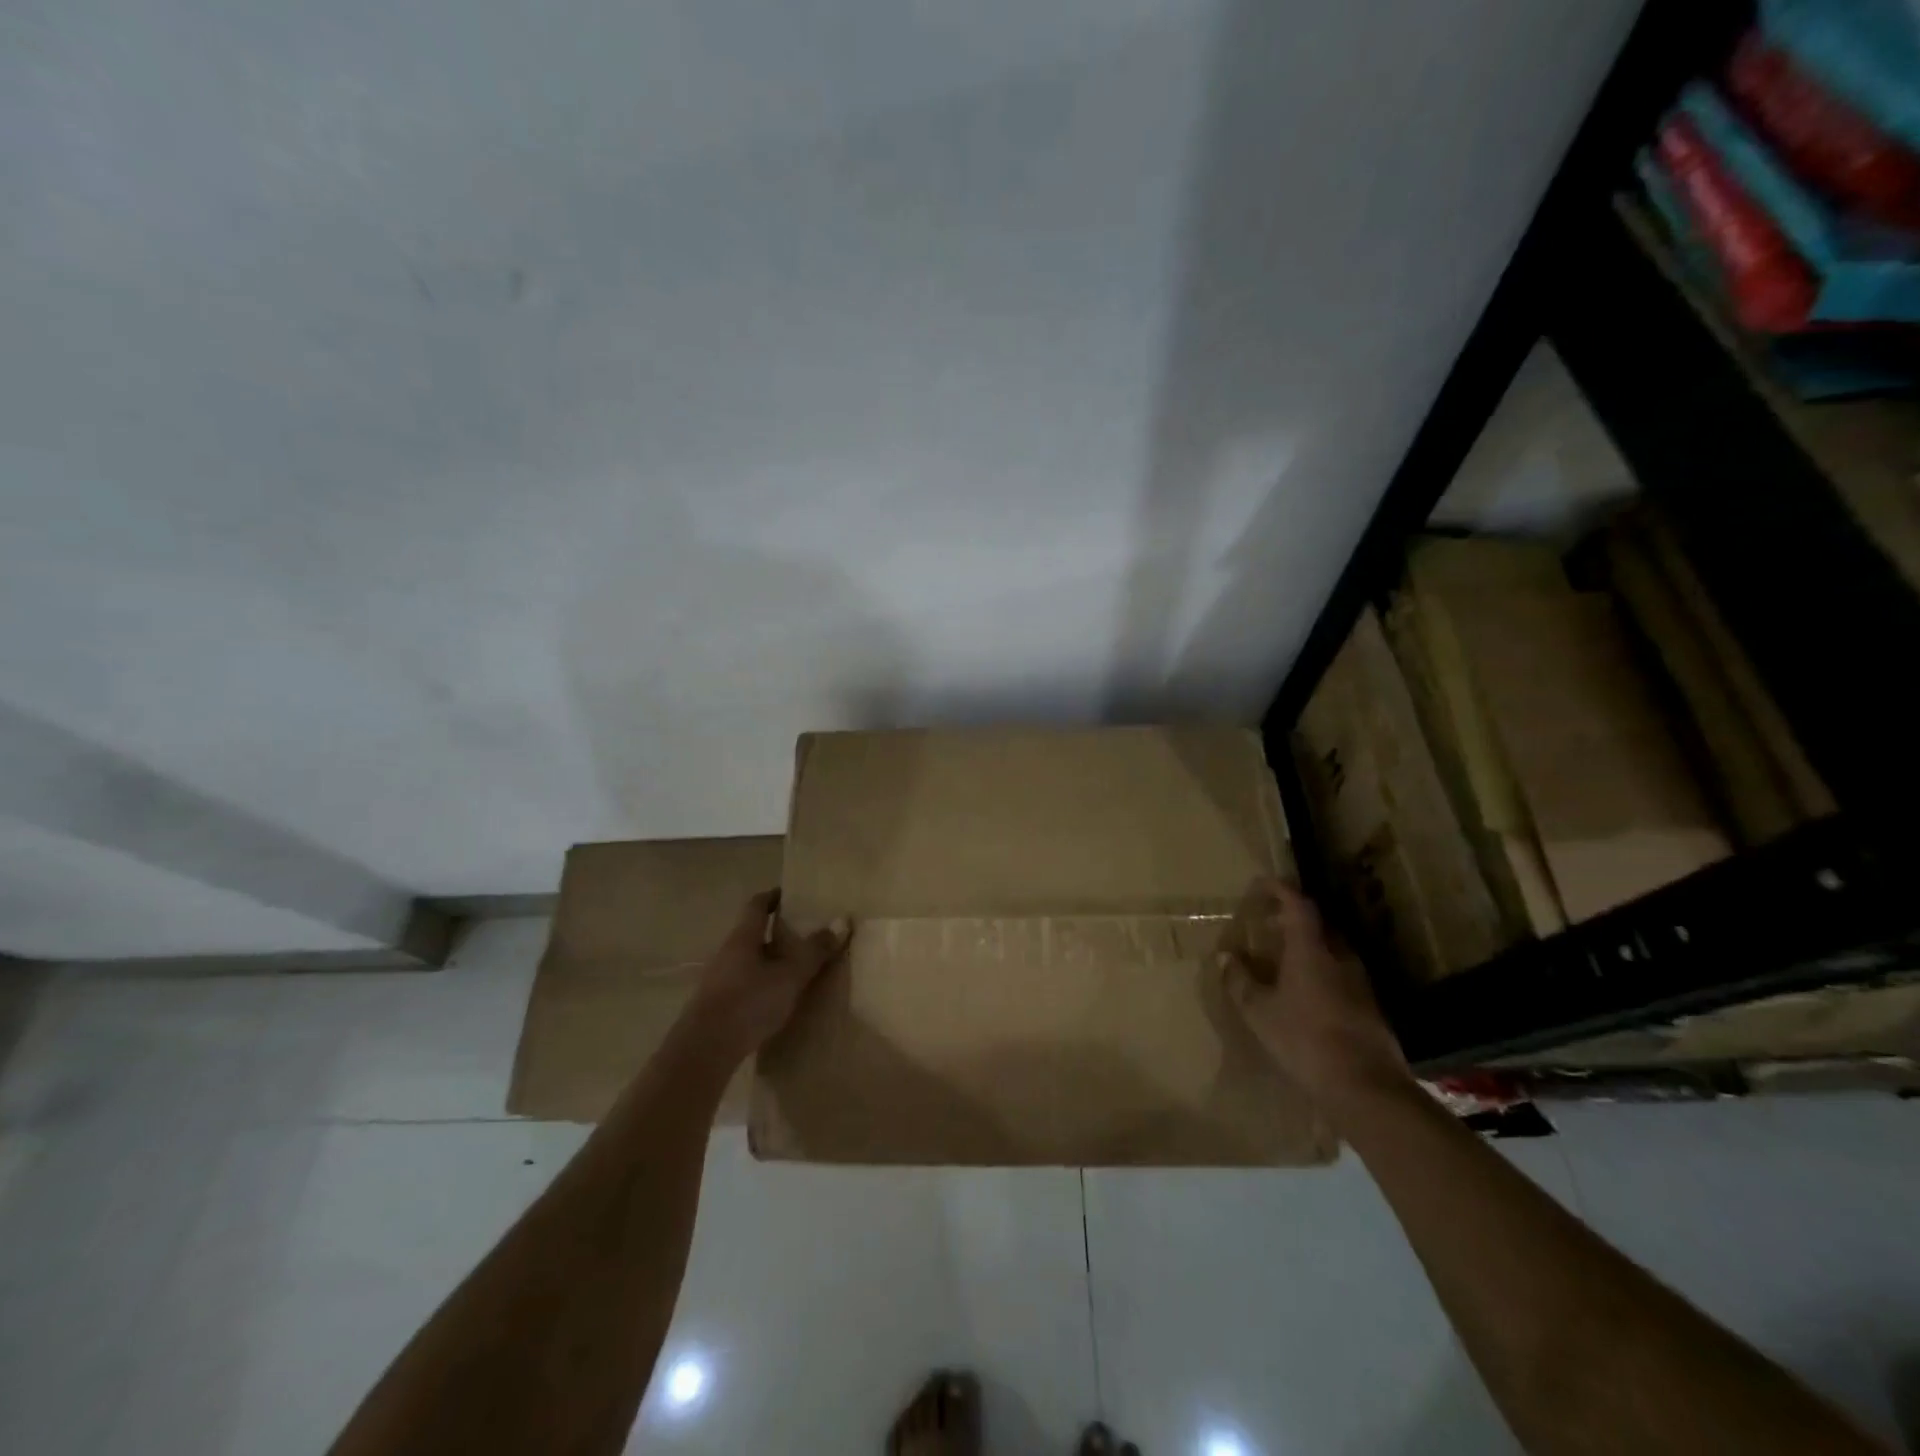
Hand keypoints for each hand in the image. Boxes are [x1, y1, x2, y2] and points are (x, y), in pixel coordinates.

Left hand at [684, 890, 850, 1061]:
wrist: (703, 1051)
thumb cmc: (748, 1002)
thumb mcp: (789, 976)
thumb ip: (814, 951)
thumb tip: (842, 921)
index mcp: (743, 937)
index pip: (756, 905)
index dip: (773, 897)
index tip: (790, 894)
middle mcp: (727, 953)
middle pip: (752, 933)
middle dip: (776, 932)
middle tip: (804, 934)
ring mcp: (719, 980)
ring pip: (748, 960)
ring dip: (770, 960)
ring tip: (796, 968)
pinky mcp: (717, 1006)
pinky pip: (744, 984)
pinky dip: (762, 983)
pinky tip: (777, 999)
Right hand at [1219, 880, 1410, 1105]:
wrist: (1367, 1088)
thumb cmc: (1305, 1040)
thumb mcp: (1260, 1012)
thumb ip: (1240, 982)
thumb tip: (1226, 957)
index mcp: (1311, 950)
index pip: (1299, 905)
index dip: (1281, 890)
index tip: (1263, 882)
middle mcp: (1339, 957)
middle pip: (1318, 926)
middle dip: (1292, 919)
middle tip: (1267, 925)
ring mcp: (1360, 983)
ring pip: (1331, 951)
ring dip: (1307, 947)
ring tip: (1283, 960)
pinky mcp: (1370, 1007)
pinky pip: (1340, 975)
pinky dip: (1320, 972)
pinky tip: (1306, 994)